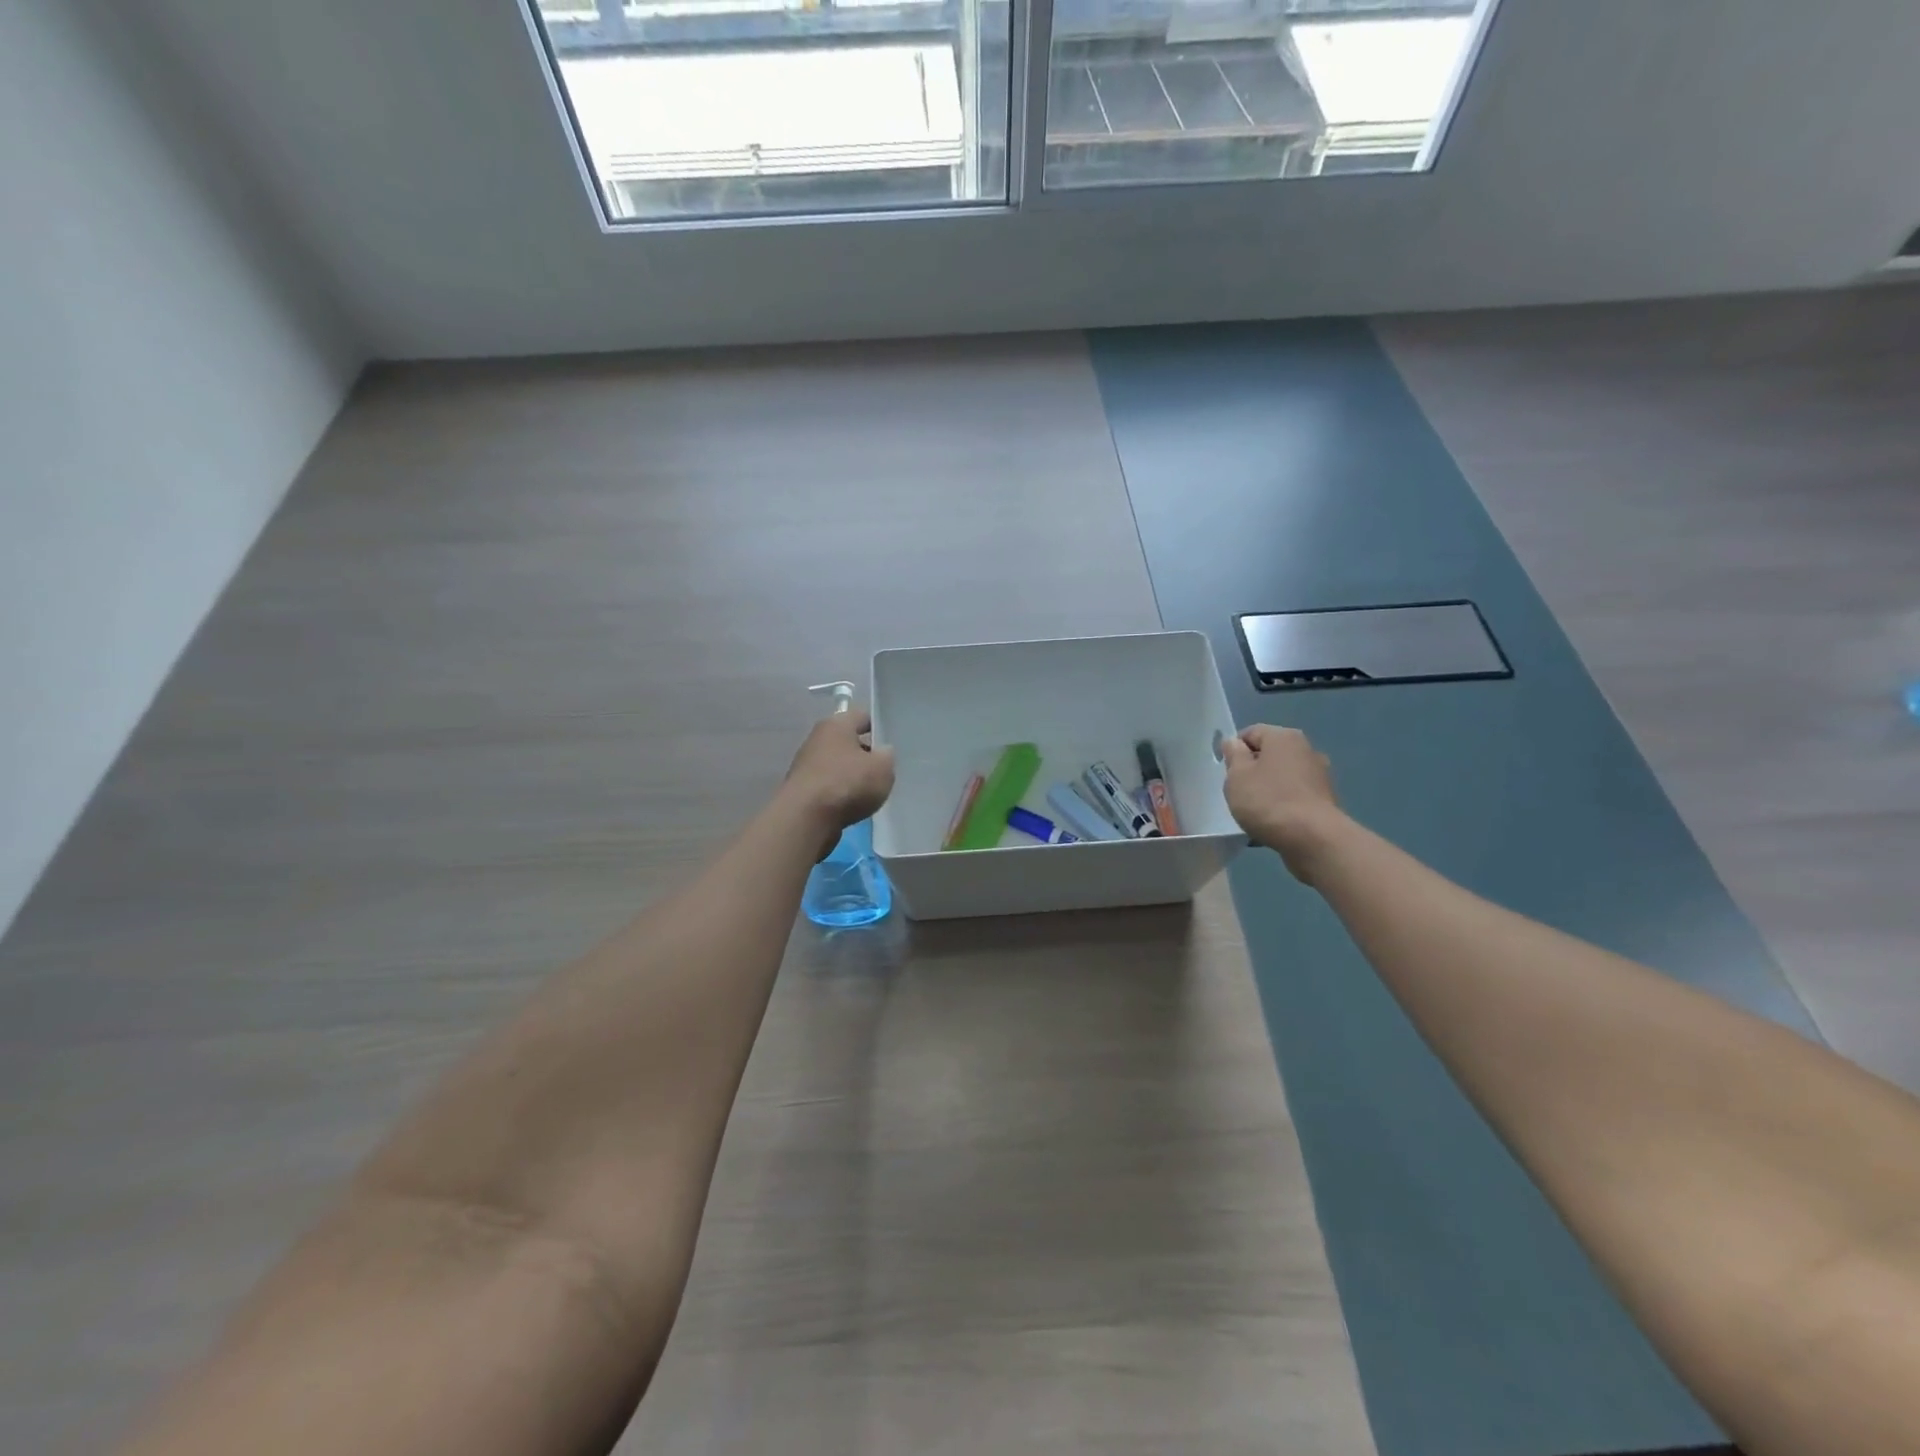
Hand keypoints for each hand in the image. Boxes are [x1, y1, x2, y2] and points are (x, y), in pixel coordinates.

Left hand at [782, 710, 895, 852]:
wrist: (806, 819)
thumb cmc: (847, 783)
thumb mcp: (883, 767)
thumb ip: (887, 756)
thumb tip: (881, 752)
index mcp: (836, 724)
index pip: (862, 716)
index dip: (879, 727)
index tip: (892, 743)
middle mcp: (817, 739)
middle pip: (848, 741)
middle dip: (865, 754)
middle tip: (884, 770)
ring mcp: (806, 765)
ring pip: (837, 765)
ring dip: (852, 776)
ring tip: (871, 792)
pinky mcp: (801, 790)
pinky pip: (828, 786)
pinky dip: (840, 794)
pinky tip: (852, 806)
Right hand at [1221, 725, 1346, 882]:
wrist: (1313, 838)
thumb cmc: (1268, 801)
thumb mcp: (1237, 776)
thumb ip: (1233, 755)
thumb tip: (1234, 743)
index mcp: (1284, 737)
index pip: (1251, 733)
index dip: (1234, 750)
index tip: (1226, 773)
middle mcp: (1306, 749)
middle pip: (1269, 755)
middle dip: (1252, 771)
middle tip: (1238, 792)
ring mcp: (1319, 775)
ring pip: (1282, 777)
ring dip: (1267, 790)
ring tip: (1254, 812)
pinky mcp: (1325, 800)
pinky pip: (1294, 797)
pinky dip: (1282, 805)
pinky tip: (1272, 824)